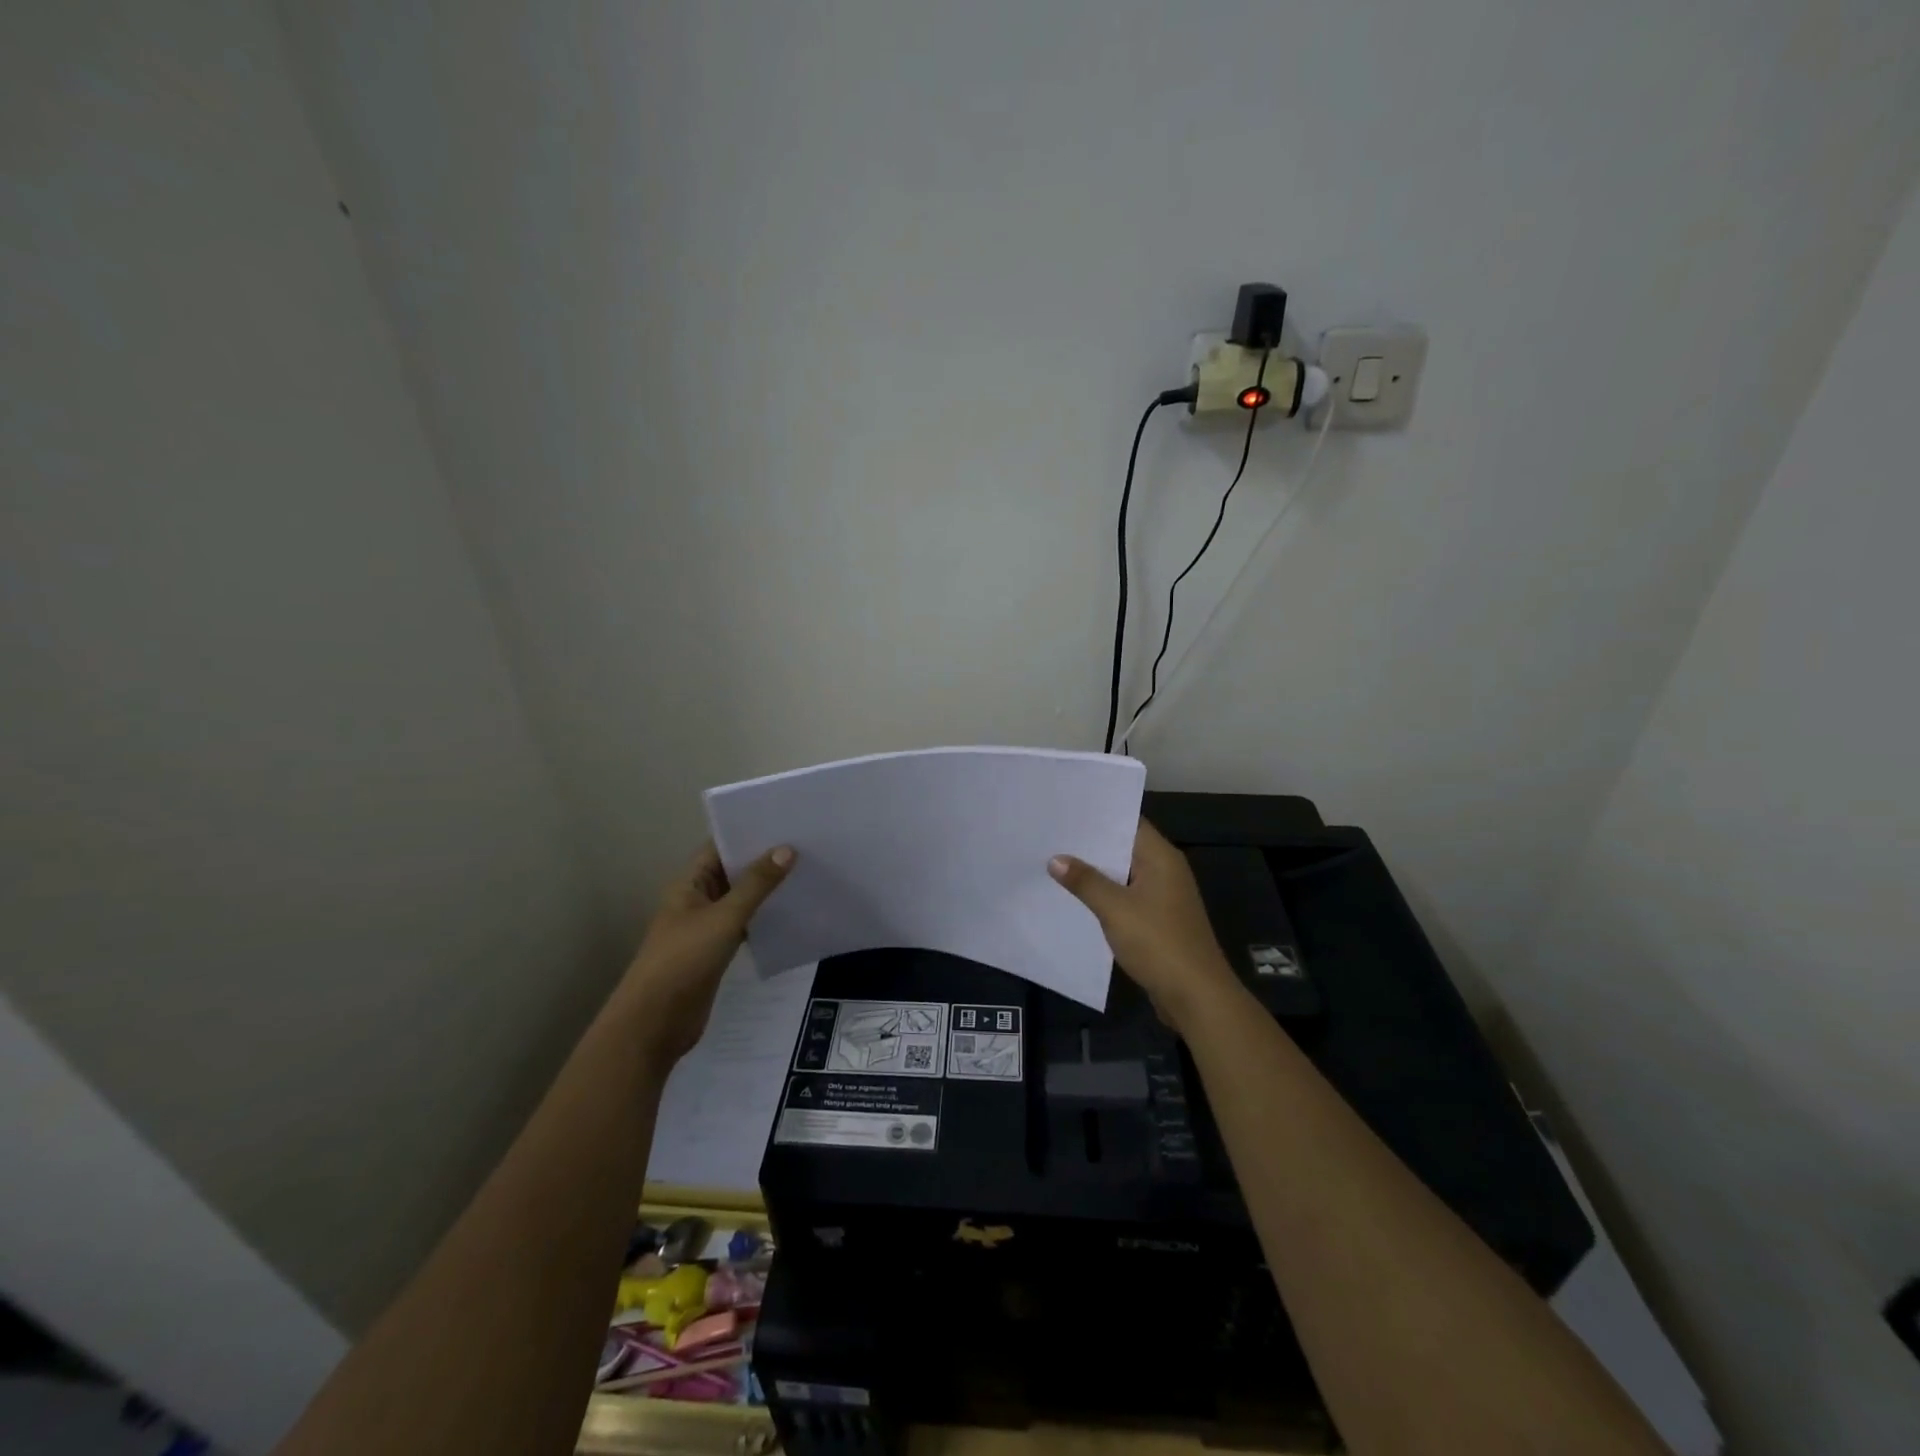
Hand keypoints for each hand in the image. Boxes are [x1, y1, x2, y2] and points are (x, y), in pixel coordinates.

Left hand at [619, 842, 794, 1060]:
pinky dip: (764, 917)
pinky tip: (792, 912)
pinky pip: (744, 924)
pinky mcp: (717, 951)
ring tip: (806, 872)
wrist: (656, 1022)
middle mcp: (696, 900)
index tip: (784, 822)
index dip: (747, 833)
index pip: (719, 847)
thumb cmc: (684, 960)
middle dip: (763, 860)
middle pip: (732, 872)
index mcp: (688, 884)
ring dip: (766, 890)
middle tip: (806, 844)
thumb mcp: (723, 918)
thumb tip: (787, 849)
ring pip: (740, 899)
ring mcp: (706, 927)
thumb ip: (756, 885)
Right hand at [1049, 818, 1242, 1031]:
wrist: (1196, 996)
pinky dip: (1106, 896)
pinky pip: (1127, 898)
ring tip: (1055, 862)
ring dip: (1096, 873)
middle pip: (1125, 848)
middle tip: (1051, 835)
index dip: (1099, 815)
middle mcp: (1166, 871)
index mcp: (1162, 858)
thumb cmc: (1158, 942)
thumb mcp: (1115, 908)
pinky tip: (1077, 899)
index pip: (1129, 823)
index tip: (1066, 811)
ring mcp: (1164, 897)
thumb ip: (1085, 881)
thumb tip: (1056, 858)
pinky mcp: (1159, 921)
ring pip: (1124, 875)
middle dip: (1091, 845)